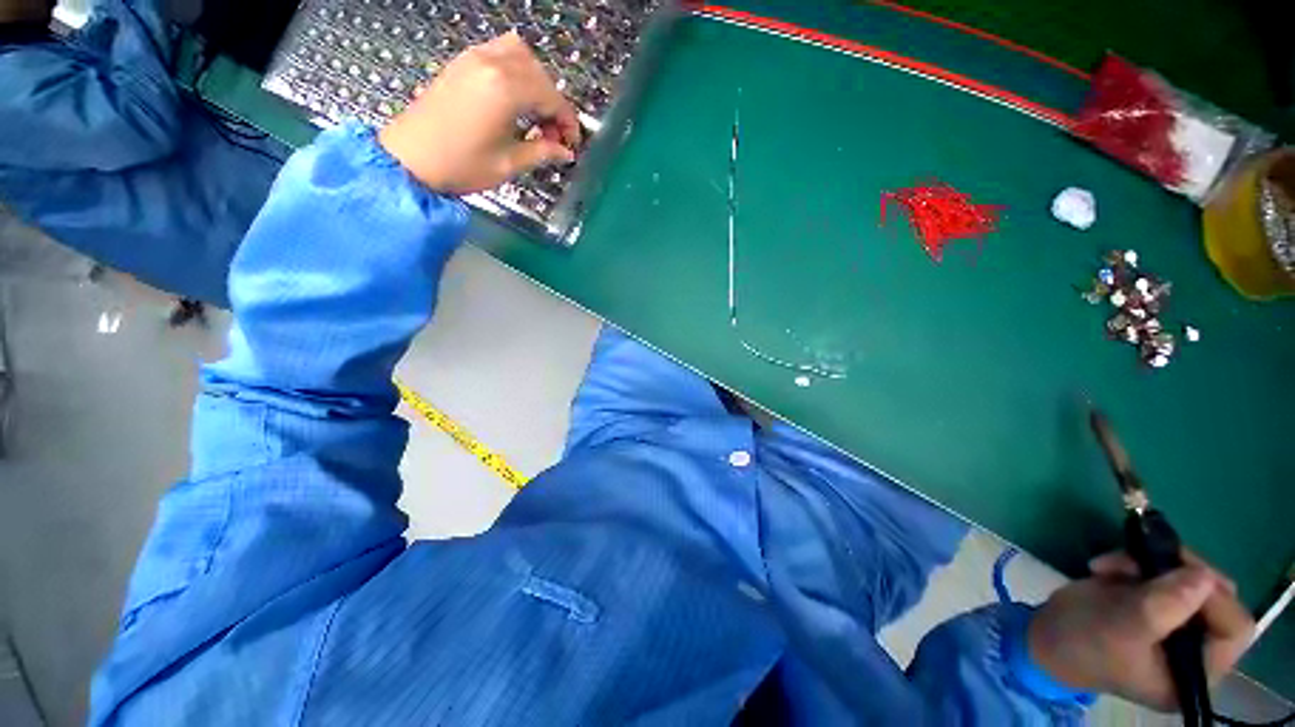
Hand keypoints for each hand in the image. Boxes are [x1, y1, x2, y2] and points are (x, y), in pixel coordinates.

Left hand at [378, 32, 580, 193]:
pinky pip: (498, 51)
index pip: (552, 97)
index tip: (571, 144)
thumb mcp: (508, 164)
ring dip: (536, 80)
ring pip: (520, 53)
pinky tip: (514, 97)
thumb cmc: (461, 165)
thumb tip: (565, 152)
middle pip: (539, 72)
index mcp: (505, 89)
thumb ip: (541, 152)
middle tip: (553, 134)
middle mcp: (492, 63)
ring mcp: (473, 58)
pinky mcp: (461, 62)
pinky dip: (515, 69)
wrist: (410, 159)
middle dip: (554, 102)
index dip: (568, 122)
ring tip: (535, 112)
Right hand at [1028, 551, 1253, 710]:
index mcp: (1196, 672)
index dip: (1215, 598)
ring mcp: (1175, 624)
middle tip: (1145, 557)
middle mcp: (1196, 649)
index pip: (1233, 629)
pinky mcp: (1155, 603)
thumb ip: (1163, 607)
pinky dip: (1135, 562)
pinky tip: (1106, 567)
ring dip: (1152, 563)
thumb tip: (1203, 576)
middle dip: (1180, 573)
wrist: (1044, 637)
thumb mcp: (1121, 628)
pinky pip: (1163, 573)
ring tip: (1113, 563)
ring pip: (1188, 579)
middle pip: (1215, 598)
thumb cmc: (1084, 644)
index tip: (1180, 573)